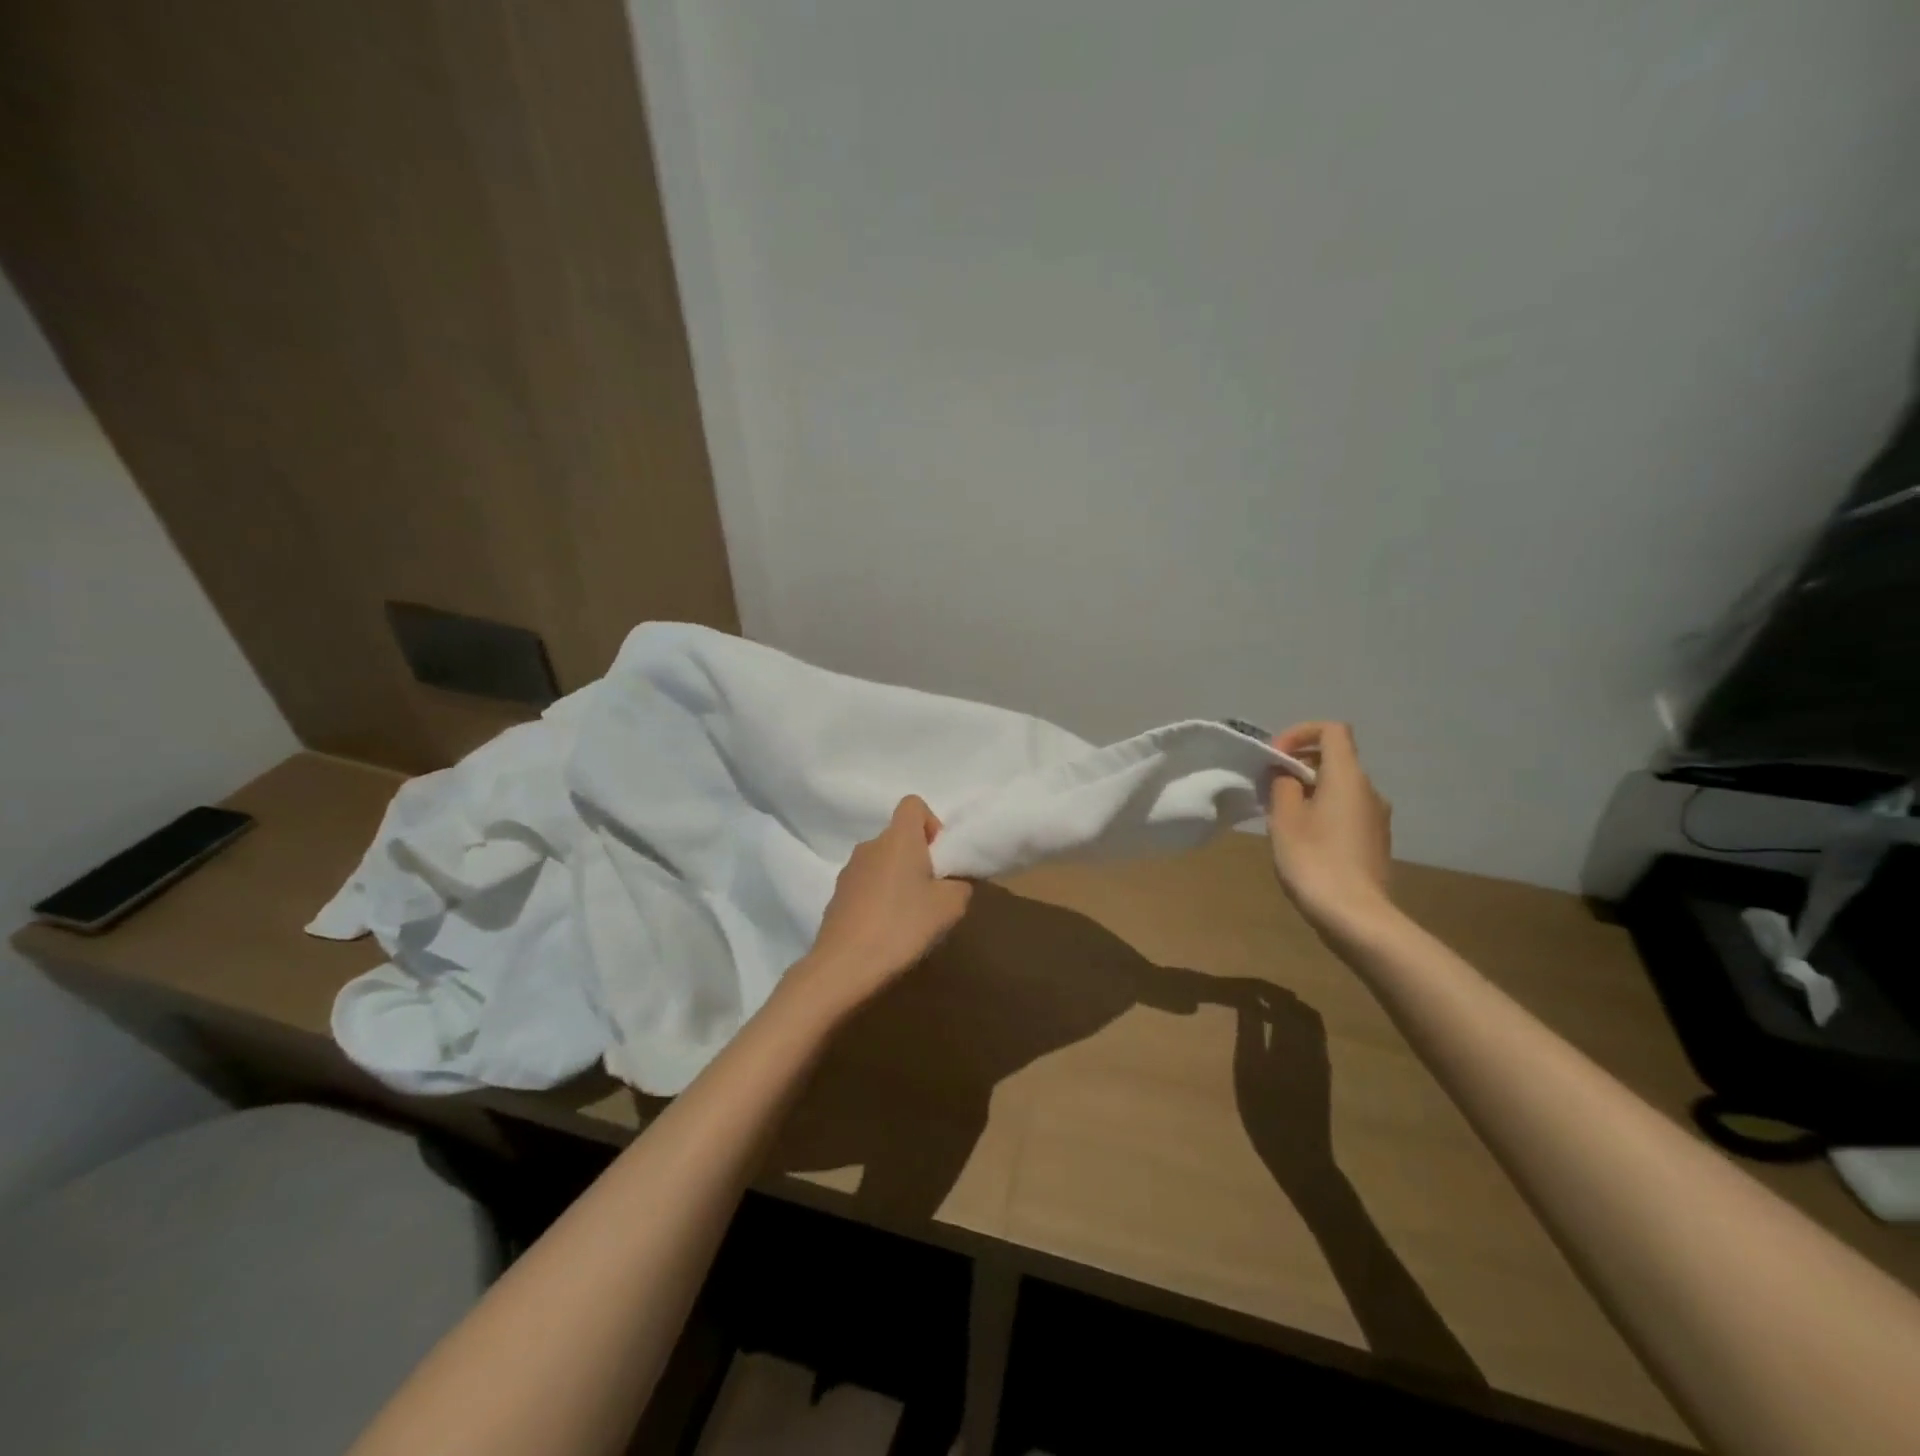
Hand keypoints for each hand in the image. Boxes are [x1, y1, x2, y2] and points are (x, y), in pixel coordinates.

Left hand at [787, 796, 973, 1019]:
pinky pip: (867, 885)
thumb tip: (953, 881)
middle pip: (899, 837)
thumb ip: (960, 884)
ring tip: (910, 918)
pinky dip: (879, 898)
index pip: (913, 804)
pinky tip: (886, 931)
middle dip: (918, 858)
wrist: (844, 966)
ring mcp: (849, 870)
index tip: (940, 858)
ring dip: (898, 880)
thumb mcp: (950, 906)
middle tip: (932, 895)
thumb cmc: (902, 925)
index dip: (932, 824)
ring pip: (882, 863)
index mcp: (898, 837)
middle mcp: (870, 845)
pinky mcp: (837, 895)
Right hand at [1267, 722, 1395, 934]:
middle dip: (1299, 766)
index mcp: (1348, 777)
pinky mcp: (1376, 841)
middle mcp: (1370, 790)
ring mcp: (1377, 817)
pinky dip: (1323, 812)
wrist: (1355, 916)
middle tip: (1270, 789)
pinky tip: (1304, 841)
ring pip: (1340, 788)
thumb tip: (1286, 774)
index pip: (1332, 730)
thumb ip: (1282, 785)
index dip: (1301, 733)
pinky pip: (1347, 811)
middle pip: (1335, 759)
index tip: (1275, 757)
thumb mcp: (1285, 818)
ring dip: (1310, 791)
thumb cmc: (1314, 860)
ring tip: (1282, 817)